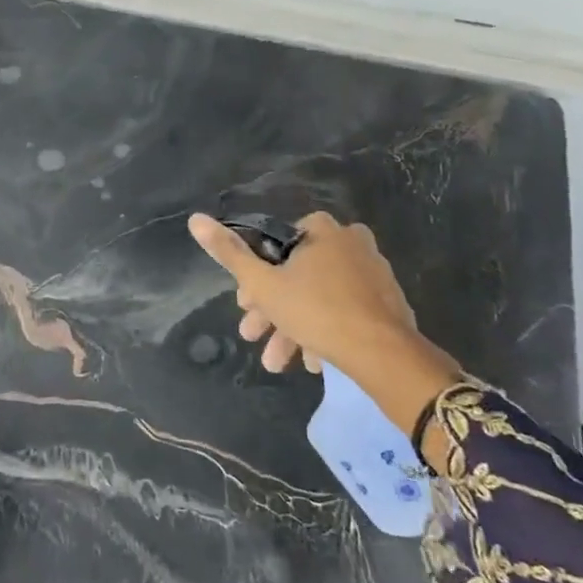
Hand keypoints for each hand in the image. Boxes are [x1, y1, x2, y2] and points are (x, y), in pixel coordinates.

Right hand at [187, 212, 460, 447]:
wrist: (383, 354)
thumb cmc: (315, 310)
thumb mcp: (262, 284)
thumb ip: (228, 252)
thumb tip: (195, 218)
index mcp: (321, 229)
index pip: (274, 245)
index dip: (253, 276)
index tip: (243, 305)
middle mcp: (351, 241)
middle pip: (297, 274)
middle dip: (272, 310)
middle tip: (254, 337)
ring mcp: (374, 271)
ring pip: (320, 296)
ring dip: (294, 327)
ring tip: (281, 363)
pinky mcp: (388, 300)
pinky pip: (346, 309)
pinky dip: (325, 330)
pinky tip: (314, 361)